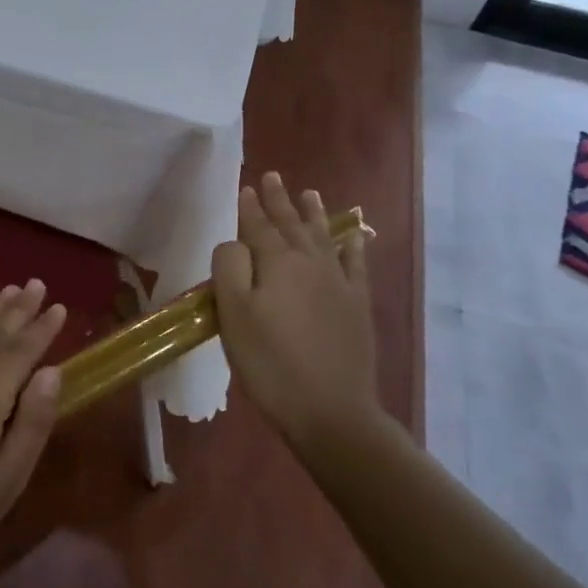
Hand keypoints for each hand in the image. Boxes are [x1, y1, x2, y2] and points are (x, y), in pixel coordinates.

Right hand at [211, 172, 378, 448]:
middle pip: (291, 225)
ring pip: (323, 237)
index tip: (245, 187)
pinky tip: (354, 235)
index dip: (249, 207)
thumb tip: (235, 242)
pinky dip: (354, 246)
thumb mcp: (233, 315)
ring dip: (313, 214)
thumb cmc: (270, 363)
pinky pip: (356, 264)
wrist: (331, 410)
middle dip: (279, 201)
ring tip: (309, 194)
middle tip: (273, 176)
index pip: (258, 227)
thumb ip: (229, 267)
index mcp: (277, 263)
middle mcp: (311, 263)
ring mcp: (339, 283)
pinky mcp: (358, 305)